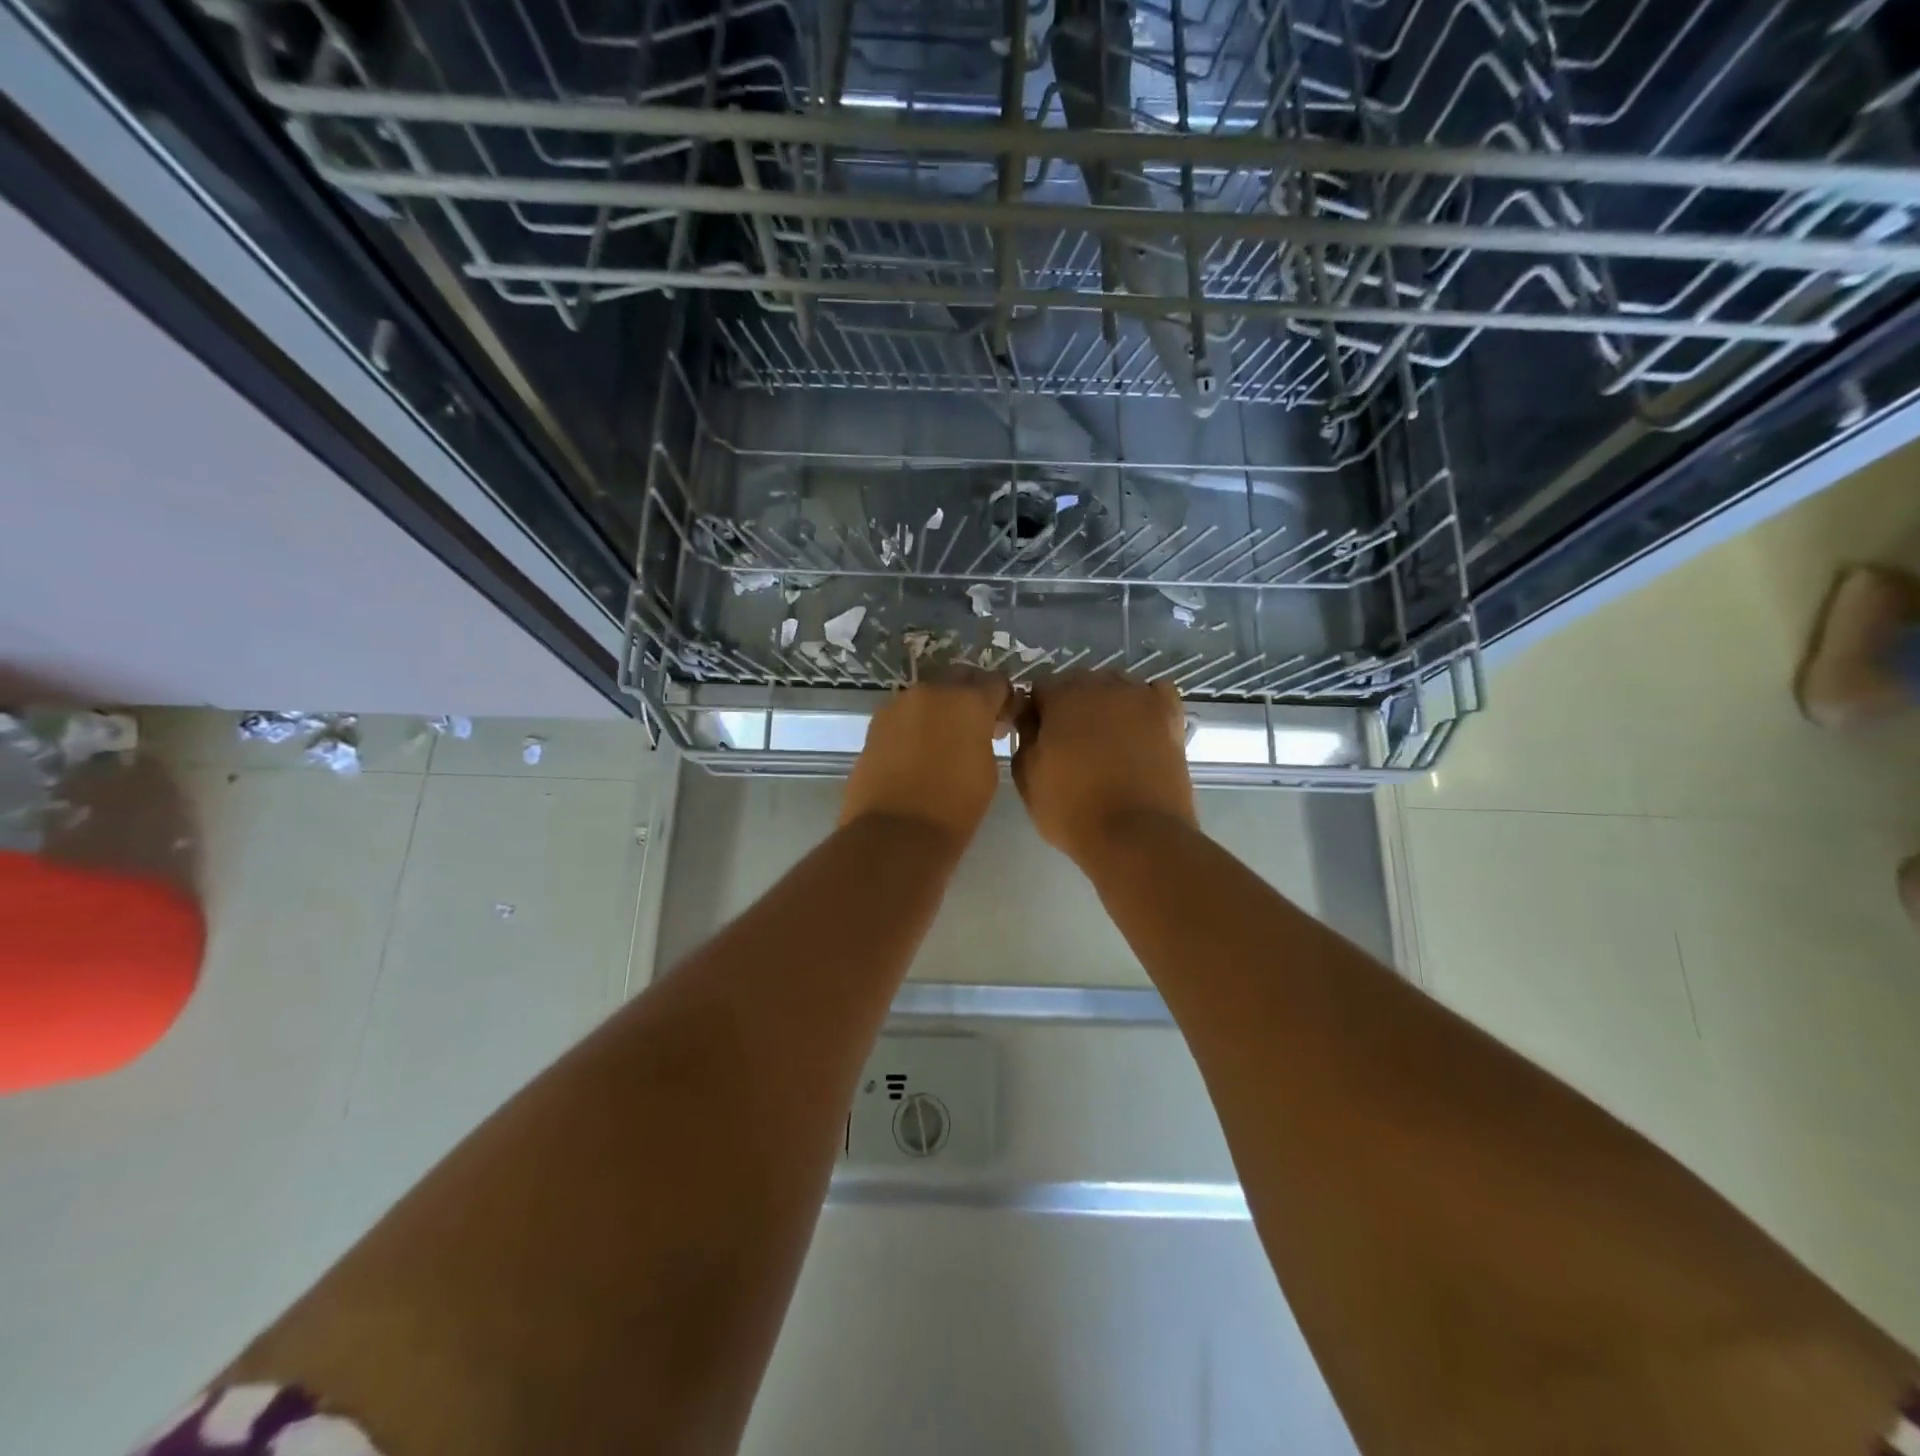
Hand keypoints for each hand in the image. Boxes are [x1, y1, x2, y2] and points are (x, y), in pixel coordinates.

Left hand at [840, 671, 1011, 848]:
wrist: (895, 834)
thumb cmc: (954, 808)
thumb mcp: (988, 770)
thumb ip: (986, 737)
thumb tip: (980, 730)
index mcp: (968, 701)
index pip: (996, 682)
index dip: (1005, 700)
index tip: (1005, 722)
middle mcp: (931, 692)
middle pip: (959, 679)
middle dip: (971, 696)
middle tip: (978, 727)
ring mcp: (898, 705)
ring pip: (928, 696)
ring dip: (941, 710)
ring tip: (946, 742)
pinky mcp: (875, 724)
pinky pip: (905, 714)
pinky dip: (916, 725)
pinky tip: (920, 752)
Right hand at [1011, 672, 1195, 866]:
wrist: (1136, 835)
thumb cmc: (1072, 809)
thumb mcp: (1026, 778)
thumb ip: (1025, 737)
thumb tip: (1032, 720)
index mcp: (1062, 696)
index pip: (1040, 688)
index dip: (1036, 713)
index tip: (1038, 739)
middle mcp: (1102, 684)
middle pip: (1080, 683)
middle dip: (1072, 706)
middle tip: (1071, 743)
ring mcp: (1140, 697)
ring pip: (1116, 686)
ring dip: (1106, 704)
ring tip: (1107, 739)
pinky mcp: (1170, 715)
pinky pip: (1153, 694)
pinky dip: (1144, 704)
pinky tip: (1139, 727)